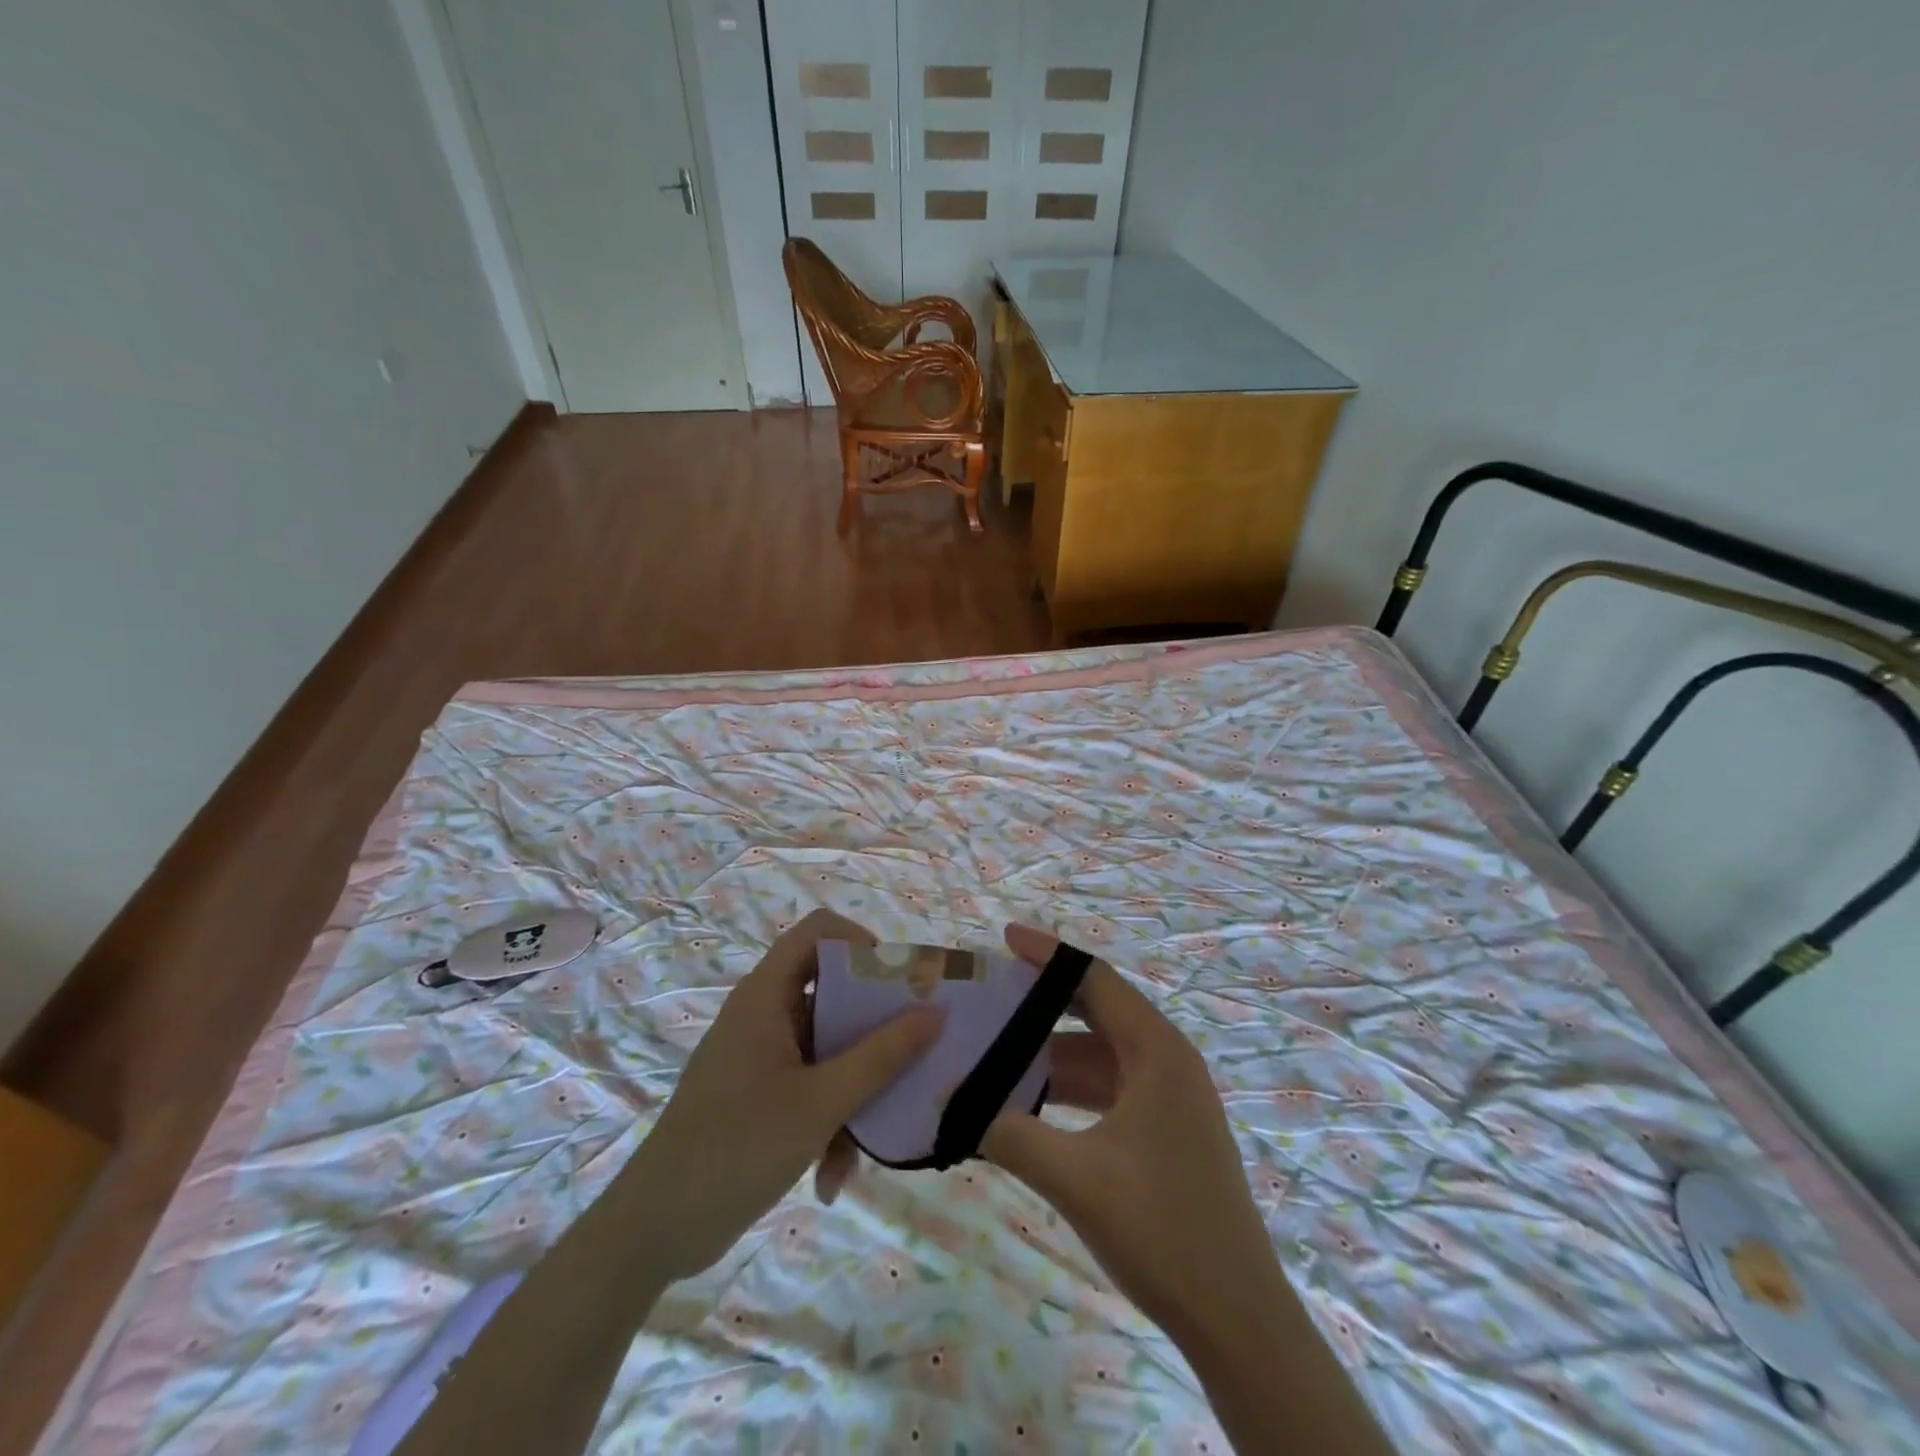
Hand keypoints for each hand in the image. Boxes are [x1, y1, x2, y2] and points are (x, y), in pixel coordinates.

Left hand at [631, 909, 941, 1280]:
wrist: (653, 1231)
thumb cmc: (736, 1148)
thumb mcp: (821, 1103)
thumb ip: (881, 1056)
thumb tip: (936, 1013)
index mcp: (766, 996)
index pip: (817, 932)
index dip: (860, 942)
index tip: (898, 983)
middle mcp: (763, 1014)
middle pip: (831, 991)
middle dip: (872, 1029)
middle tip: (911, 1053)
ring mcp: (760, 1055)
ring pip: (826, 1047)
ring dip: (852, 1090)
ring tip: (866, 1144)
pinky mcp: (758, 1093)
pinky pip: (810, 1084)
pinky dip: (827, 1119)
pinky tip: (832, 1175)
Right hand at [978, 927, 1282, 1343]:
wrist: (1237, 1319)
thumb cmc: (1162, 1232)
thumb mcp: (1075, 1178)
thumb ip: (1009, 1134)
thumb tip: (947, 1102)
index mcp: (1158, 1052)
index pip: (1096, 979)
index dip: (1048, 955)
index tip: (1004, 938)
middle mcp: (1168, 1061)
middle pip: (1099, 1010)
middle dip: (1045, 1001)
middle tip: (992, 994)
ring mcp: (1171, 1097)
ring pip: (1102, 1053)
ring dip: (1053, 1051)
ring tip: (998, 1049)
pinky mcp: (1167, 1129)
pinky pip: (1110, 1087)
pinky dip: (1072, 1086)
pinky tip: (1032, 1102)